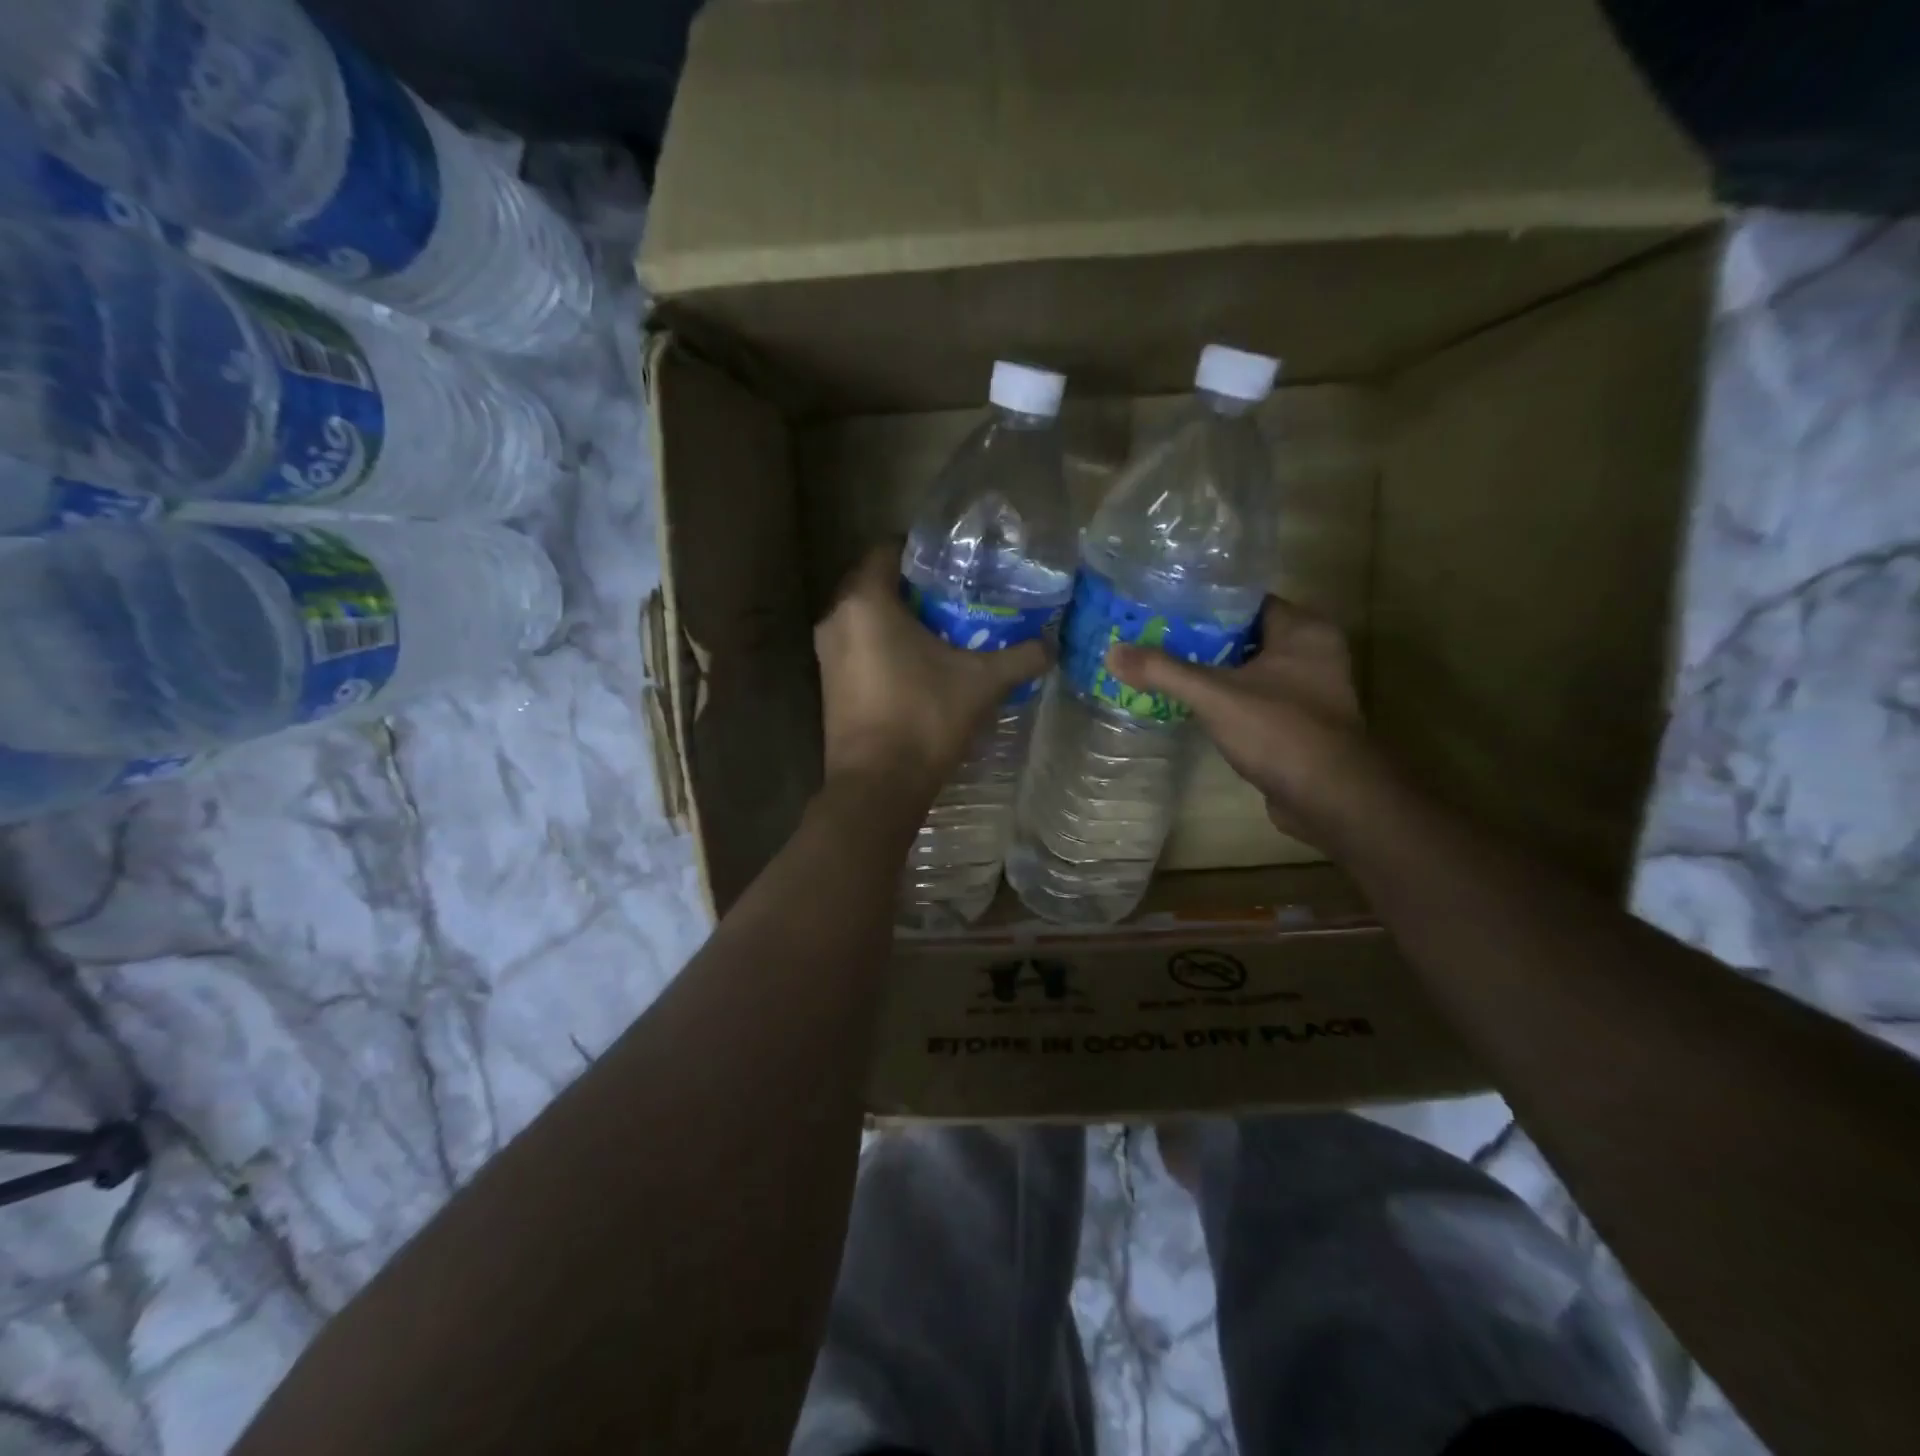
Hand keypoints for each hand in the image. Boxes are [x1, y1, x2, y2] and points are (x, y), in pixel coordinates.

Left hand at [815, 545, 1048, 802]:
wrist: (878, 786)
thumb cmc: (924, 719)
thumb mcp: (981, 683)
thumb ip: (1020, 657)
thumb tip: (1051, 645)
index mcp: (866, 601)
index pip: (888, 550)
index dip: (922, 551)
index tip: (955, 563)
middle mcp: (836, 619)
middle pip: (874, 583)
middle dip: (912, 586)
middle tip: (955, 594)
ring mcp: (826, 654)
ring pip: (865, 617)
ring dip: (897, 618)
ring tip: (942, 628)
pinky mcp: (828, 684)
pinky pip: (857, 646)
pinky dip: (883, 645)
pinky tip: (918, 664)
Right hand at [1105, 598, 1371, 841]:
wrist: (1330, 800)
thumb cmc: (1280, 731)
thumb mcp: (1215, 695)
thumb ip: (1164, 671)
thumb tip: (1112, 653)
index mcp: (1304, 629)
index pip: (1247, 601)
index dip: (1204, 603)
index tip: (1163, 607)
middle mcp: (1313, 652)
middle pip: (1244, 635)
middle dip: (1201, 639)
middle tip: (1154, 638)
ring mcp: (1310, 690)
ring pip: (1249, 669)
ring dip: (1212, 671)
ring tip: (1162, 667)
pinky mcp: (1300, 722)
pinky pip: (1255, 698)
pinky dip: (1226, 699)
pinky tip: (1189, 703)